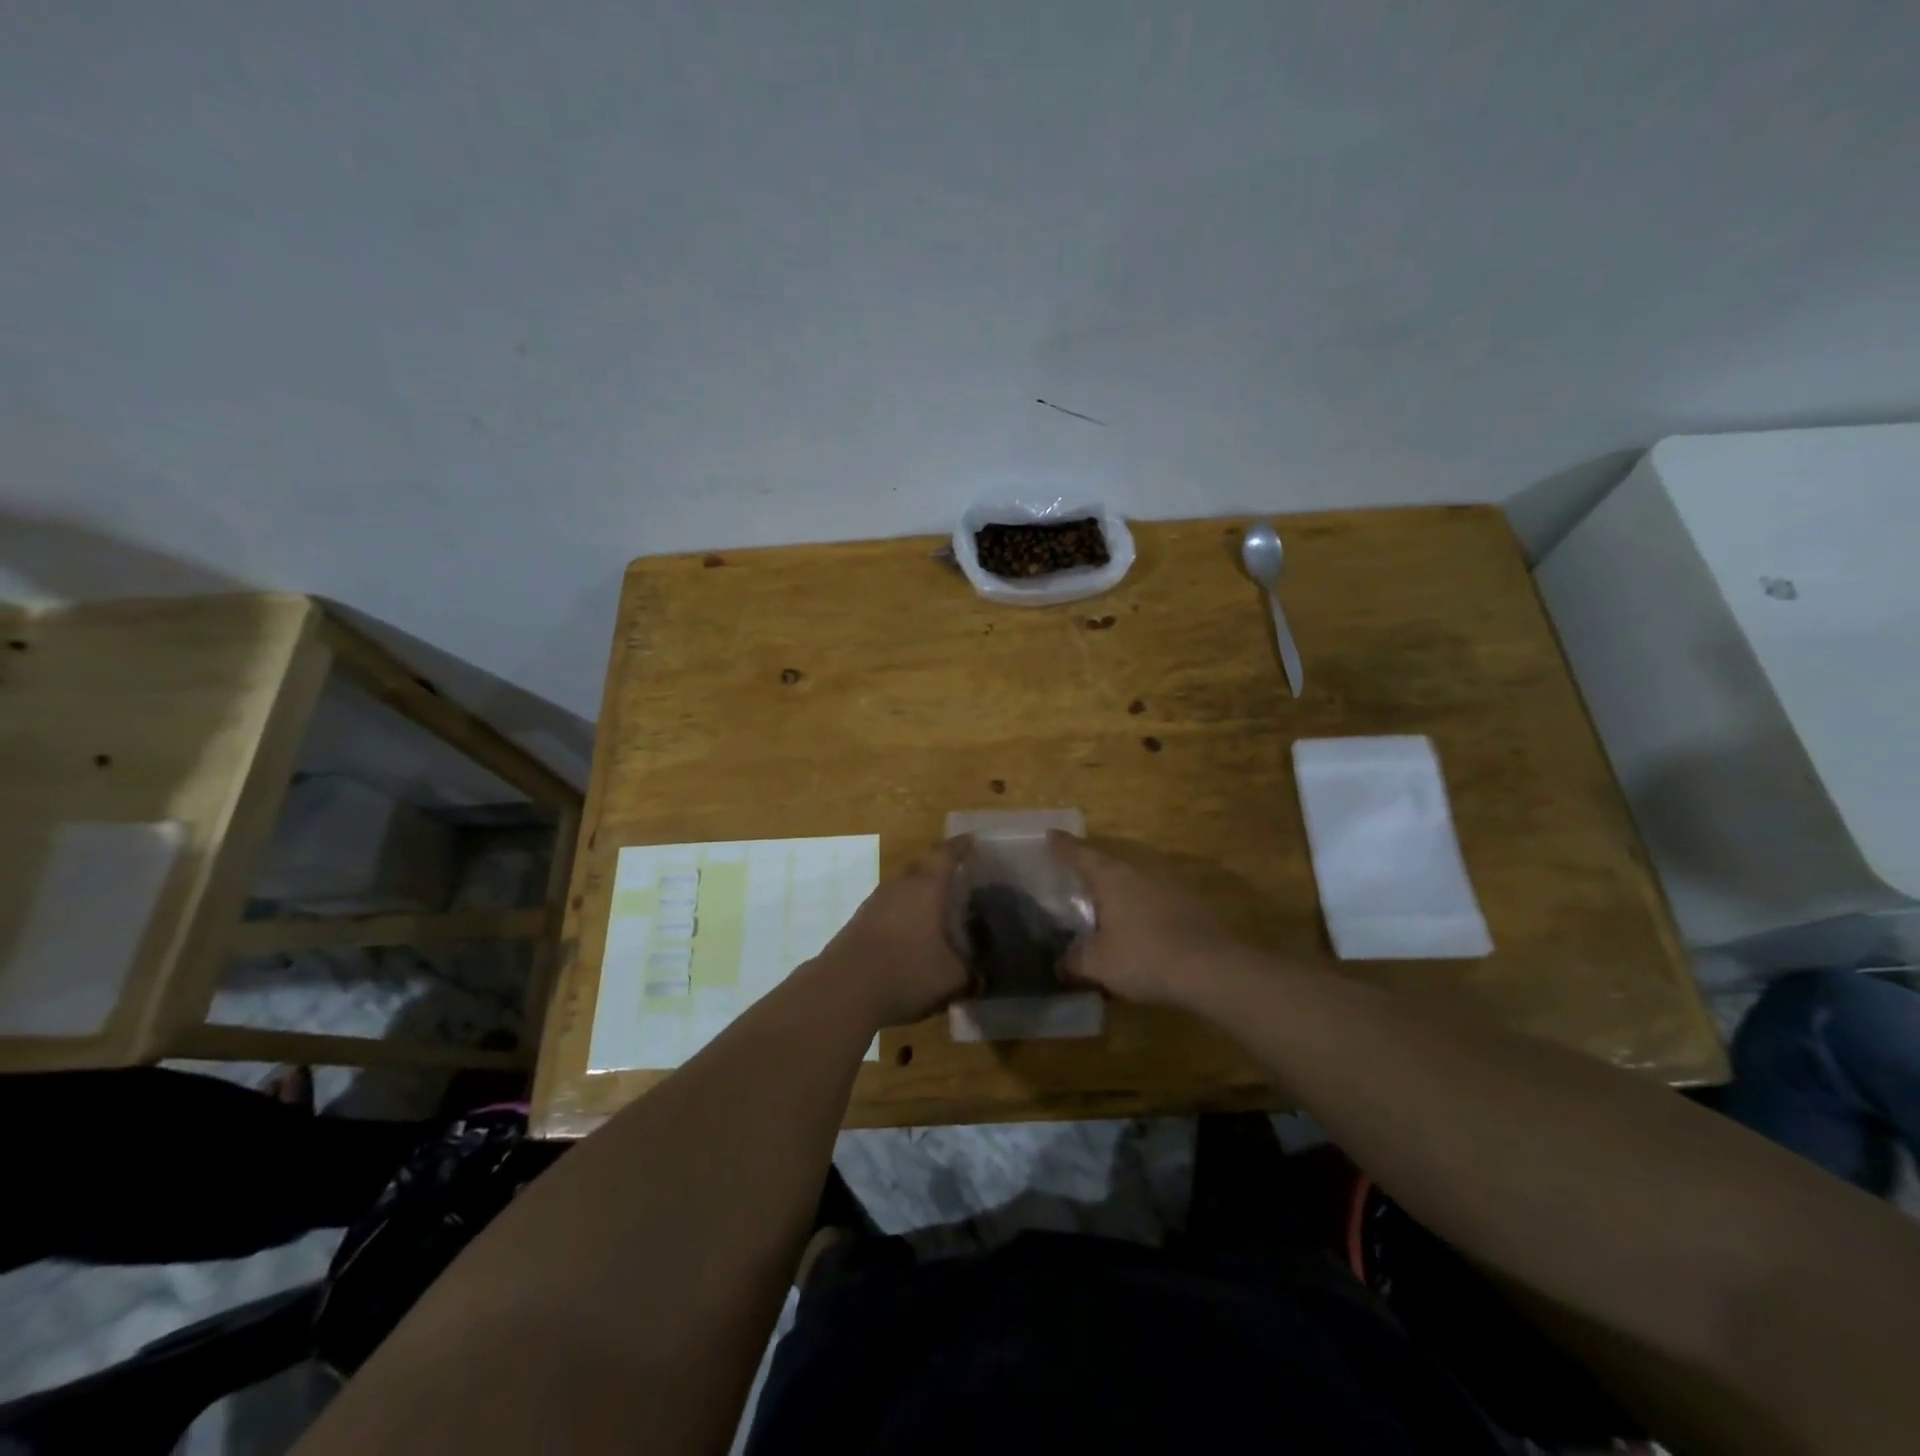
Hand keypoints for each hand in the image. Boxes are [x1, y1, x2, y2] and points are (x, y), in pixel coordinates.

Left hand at [811, 843, 970, 1028]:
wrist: (843, 992)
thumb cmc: (907, 972)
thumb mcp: (953, 978)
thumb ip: (973, 973)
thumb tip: (983, 976)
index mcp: (926, 887)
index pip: (946, 855)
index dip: (961, 847)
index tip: (973, 839)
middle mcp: (899, 886)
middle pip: (921, 866)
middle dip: (940, 868)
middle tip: (961, 876)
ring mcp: (874, 903)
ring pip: (903, 887)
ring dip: (920, 893)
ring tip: (939, 906)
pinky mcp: (859, 923)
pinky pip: (889, 908)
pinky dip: (904, 913)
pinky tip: (913, 933)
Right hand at [1052, 834, 1245, 1007]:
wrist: (1211, 968)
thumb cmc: (1144, 957)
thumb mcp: (1097, 964)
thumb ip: (1074, 961)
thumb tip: (1062, 963)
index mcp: (1110, 876)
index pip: (1079, 854)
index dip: (1062, 846)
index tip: (1050, 835)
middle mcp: (1138, 869)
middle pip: (1108, 862)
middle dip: (1092, 868)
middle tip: (1075, 875)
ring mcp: (1168, 882)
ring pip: (1135, 878)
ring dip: (1121, 888)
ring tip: (1108, 903)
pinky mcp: (1191, 901)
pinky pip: (1156, 896)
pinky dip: (1143, 905)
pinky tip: (1141, 925)